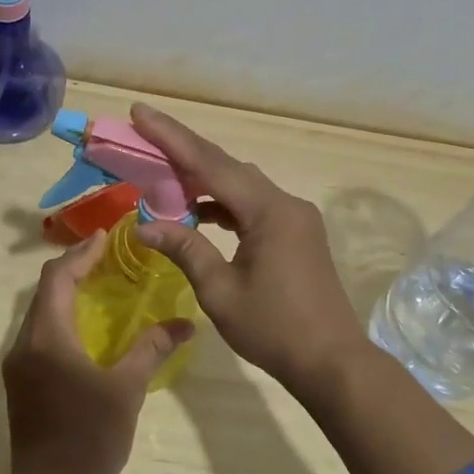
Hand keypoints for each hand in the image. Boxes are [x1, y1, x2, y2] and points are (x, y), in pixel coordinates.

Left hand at [1, 233, 194, 473]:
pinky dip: (61, 318)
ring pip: (40, 313)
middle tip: (108, 258)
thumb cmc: (90, 437)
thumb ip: (152, 349)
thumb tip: (186, 323)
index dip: (81, 254)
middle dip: (74, 269)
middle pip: (45, 291)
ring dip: (66, 294)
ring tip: (101, 285)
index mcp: (47, 337)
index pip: (58, 278)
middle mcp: (25, 344)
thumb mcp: (127, 388)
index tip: (106, 238)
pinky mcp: (21, 382)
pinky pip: (39, 334)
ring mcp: (18, 364)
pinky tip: (87, 326)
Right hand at [129, 104, 373, 393]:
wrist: (332, 362)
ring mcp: (295, 217)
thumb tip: (144, 225)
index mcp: (268, 211)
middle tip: (144, 136)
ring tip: (163, 178)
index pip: (210, 164)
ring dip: (203, 180)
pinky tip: (199, 213)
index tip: (141, 112)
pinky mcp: (296, 232)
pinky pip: (253, 205)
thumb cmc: (274, 329)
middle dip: (183, 151)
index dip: (171, 137)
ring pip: (241, 185)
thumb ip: (185, 249)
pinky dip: (223, 204)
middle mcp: (285, 203)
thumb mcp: (220, 291)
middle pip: (227, 167)